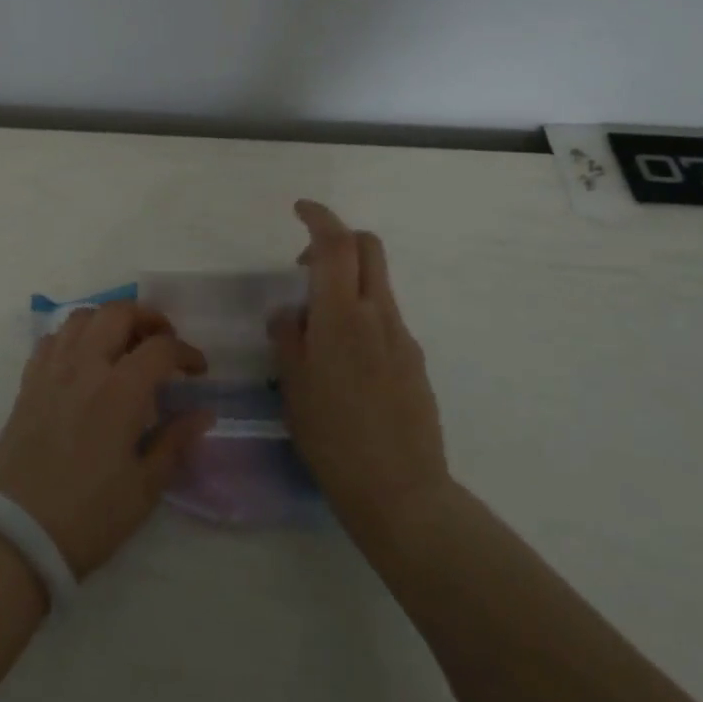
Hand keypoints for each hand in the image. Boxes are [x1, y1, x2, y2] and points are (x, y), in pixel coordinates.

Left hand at [0, 302, 212, 578]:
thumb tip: (202, 413)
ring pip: (81, 317)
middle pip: (118, 313)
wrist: (17, 534)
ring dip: (108, 321)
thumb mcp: (144, 488)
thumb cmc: (89, 516)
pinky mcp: (28, 384)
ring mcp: (51, 371)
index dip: (186, 353)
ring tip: (123, 345)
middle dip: (148, 318)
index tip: (198, 371)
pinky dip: (73, 337)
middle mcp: (85, 367)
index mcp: (120, 391)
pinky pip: (51, 340)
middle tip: (163, 342)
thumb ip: (175, 442)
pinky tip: (83, 360)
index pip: (160, 348)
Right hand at [270, 200, 450, 538]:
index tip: (300, 209)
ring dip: (346, 283)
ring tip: (316, 328)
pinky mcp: (414, 362)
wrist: (401, 492)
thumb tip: (289, 312)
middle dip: (338, 240)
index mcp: (342, 316)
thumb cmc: (332, 437)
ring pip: (376, 284)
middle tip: (305, 265)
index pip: (336, 244)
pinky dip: (360, 315)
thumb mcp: (293, 385)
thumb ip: (288, 337)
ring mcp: (402, 338)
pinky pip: (384, 319)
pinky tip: (343, 362)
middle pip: (368, 249)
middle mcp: (378, 315)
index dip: (319, 217)